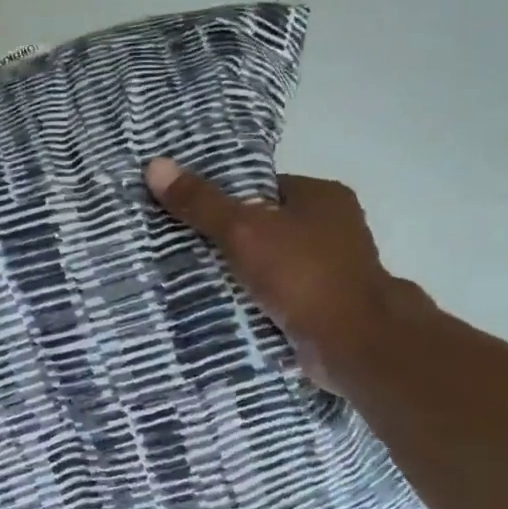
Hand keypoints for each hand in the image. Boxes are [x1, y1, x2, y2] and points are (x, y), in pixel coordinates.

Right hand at [145, 157, 429, 393]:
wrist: (352, 342)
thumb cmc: (303, 274)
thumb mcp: (244, 231)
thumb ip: (202, 203)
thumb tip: (155, 165)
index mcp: (323, 198)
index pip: (264, 188)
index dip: (226, 199)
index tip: (188, 214)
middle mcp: (332, 230)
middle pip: (265, 228)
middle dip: (227, 241)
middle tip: (181, 249)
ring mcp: (329, 272)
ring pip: (269, 265)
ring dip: (238, 276)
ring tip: (191, 281)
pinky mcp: (321, 308)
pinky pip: (276, 298)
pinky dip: (252, 303)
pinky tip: (219, 309)